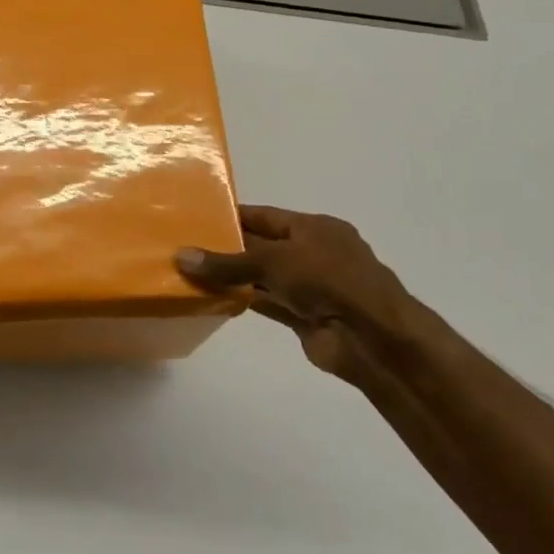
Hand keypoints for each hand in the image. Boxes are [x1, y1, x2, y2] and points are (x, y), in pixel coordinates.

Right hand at [176, 206, 424, 381]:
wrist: (373, 337)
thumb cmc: (328, 280)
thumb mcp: (274, 261)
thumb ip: (227, 262)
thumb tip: (180, 257)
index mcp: (314, 228)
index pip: (265, 216)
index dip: (233, 216)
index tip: (197, 218)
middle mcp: (312, 253)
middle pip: (261, 246)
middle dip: (227, 248)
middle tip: (185, 245)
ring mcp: (309, 286)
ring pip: (262, 276)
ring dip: (231, 276)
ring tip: (190, 272)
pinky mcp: (303, 315)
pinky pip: (266, 302)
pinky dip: (242, 299)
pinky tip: (210, 297)